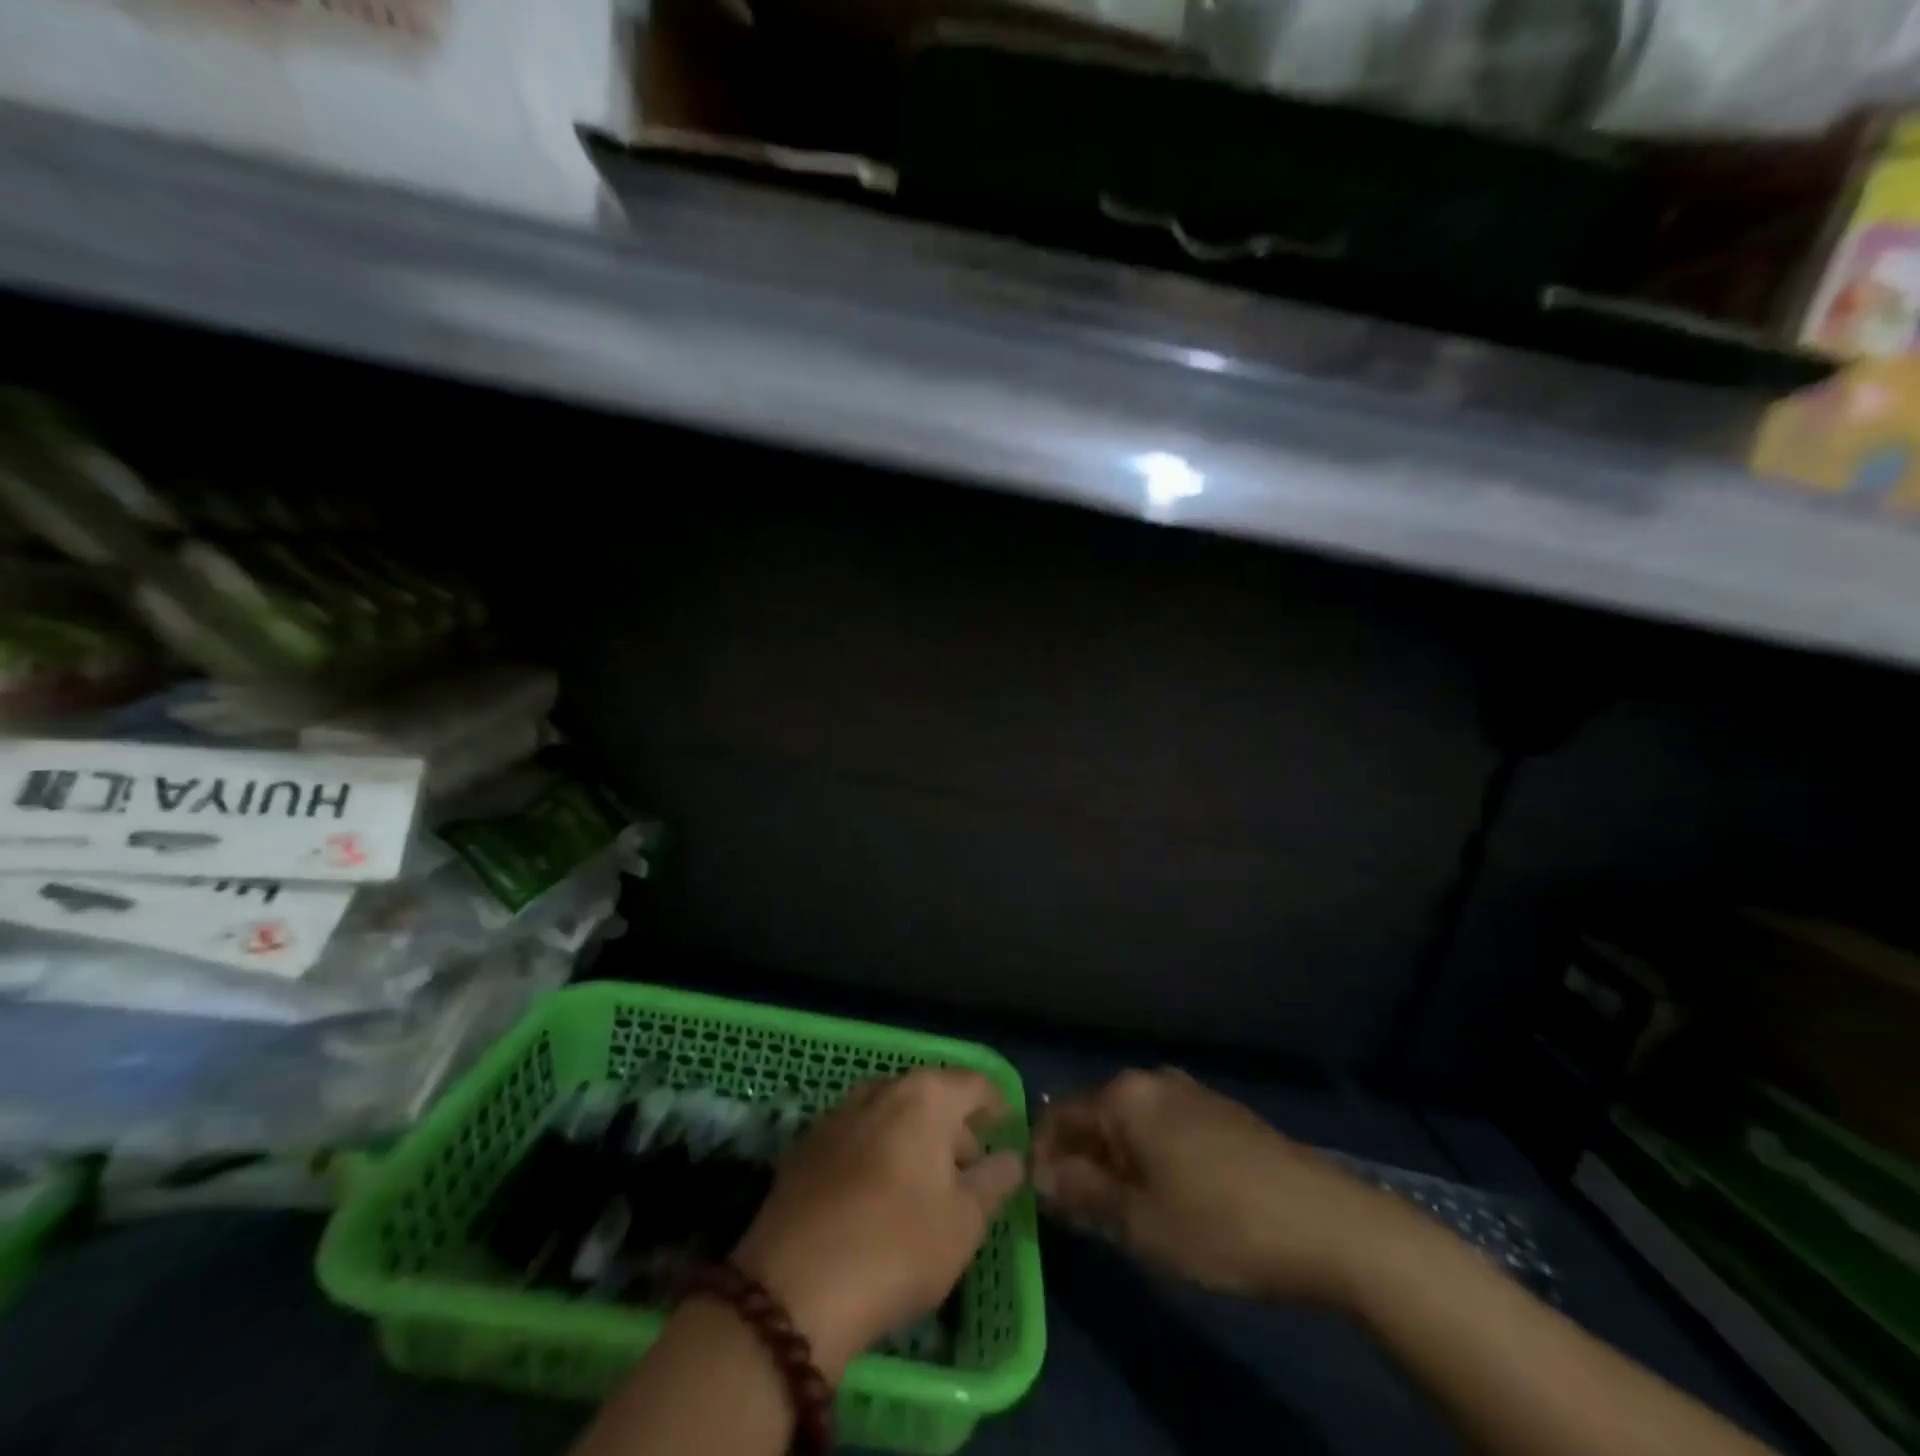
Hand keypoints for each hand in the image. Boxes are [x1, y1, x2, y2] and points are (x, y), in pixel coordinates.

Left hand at [731, 1068, 1024, 1377]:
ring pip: (890, 1113)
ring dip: (912, 1138)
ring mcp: (838, 1113)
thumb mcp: (965, 1222)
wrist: (794, 1286)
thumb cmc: (898, 1246)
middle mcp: (882, 1089)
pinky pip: (857, 1135)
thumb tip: (1012, 1156)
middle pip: (930, 1096)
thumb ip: (995, 1180)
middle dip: (954, 1126)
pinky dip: (877, 1151)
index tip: (1008, 1130)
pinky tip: (877, 1194)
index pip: (974, 1084)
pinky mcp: (806, 1144)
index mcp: (925, 1096)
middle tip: (969, 1168)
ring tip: (924, 1183)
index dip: (997, 1105)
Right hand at [1033, 1068, 1419, 1307]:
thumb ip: (1081, 1192)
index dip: (1041, 1157)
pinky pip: (1163, 1128)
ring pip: (1130, 1124)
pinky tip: (1166, 1198)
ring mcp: (1190, 1092)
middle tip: (1079, 1216)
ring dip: (1116, 1163)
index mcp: (1125, 1096)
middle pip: (1095, 1117)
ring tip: (1120, 1213)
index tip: (1037, 1201)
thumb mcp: (1139, 1221)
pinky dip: (1149, 1158)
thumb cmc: (1220, 1223)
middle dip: (1080, 1162)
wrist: (1326, 1222)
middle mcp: (1152, 1080)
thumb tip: (1038, 1174)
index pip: (1059, 1117)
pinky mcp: (1220, 1112)